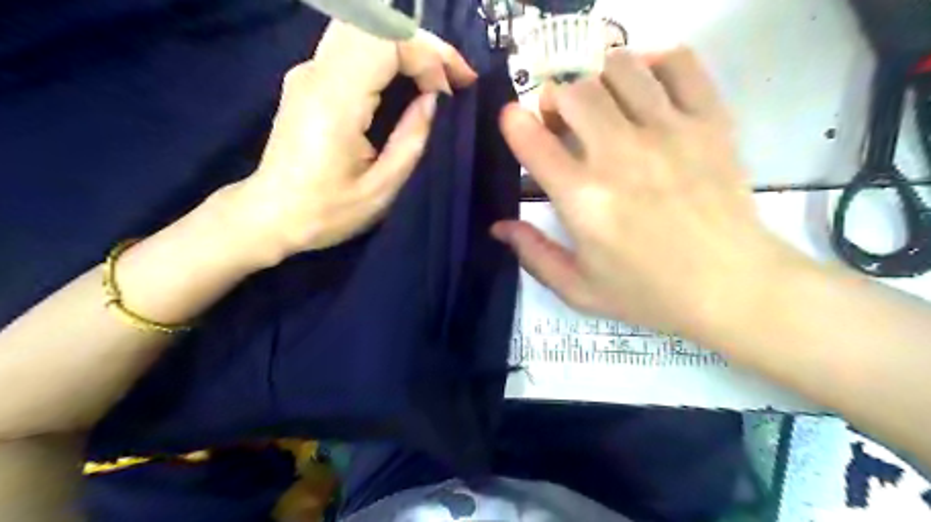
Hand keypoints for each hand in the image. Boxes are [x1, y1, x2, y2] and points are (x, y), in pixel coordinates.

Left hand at [220, 21, 474, 265]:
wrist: (271, 214)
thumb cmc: (327, 211)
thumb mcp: (381, 188)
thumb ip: (411, 139)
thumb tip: (433, 100)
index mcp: (335, 101)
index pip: (385, 42)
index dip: (428, 56)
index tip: (452, 90)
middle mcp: (316, 73)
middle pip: (375, 26)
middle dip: (424, 45)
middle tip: (456, 76)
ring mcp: (308, 72)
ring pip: (364, 30)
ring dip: (407, 47)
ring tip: (439, 76)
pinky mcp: (308, 79)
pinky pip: (354, 48)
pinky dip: (389, 55)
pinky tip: (408, 79)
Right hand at [495, 47, 807, 333]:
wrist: (733, 288)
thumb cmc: (649, 293)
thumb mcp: (579, 290)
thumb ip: (534, 255)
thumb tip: (499, 226)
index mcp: (583, 199)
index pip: (532, 140)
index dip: (514, 123)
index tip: (515, 123)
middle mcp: (620, 155)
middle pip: (574, 92)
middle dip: (556, 100)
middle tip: (563, 123)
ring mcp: (669, 132)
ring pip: (619, 68)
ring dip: (599, 81)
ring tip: (604, 105)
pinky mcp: (709, 122)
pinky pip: (679, 64)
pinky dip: (654, 62)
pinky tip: (646, 87)